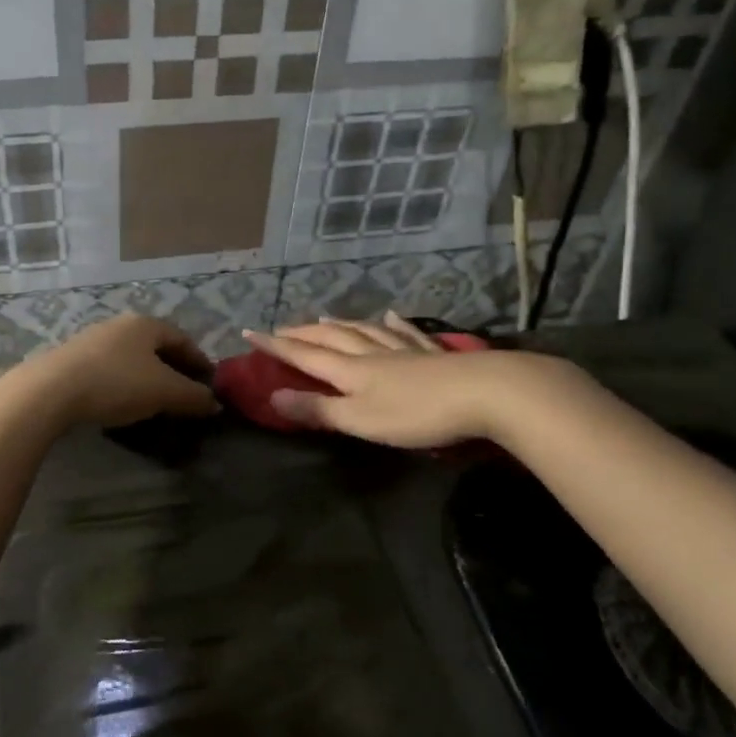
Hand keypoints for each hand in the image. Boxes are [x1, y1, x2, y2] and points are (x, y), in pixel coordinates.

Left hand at [0, 313, 220, 429]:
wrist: (51, 391)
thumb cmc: (117, 383)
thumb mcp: (164, 392)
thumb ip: (193, 396)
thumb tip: (215, 403)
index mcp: (146, 324)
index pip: (182, 339)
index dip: (199, 361)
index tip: (209, 383)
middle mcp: (119, 324)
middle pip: (155, 346)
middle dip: (173, 369)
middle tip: (184, 393)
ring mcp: (92, 339)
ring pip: (130, 357)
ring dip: (146, 377)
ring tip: (154, 401)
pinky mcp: (71, 360)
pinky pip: (109, 369)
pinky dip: (123, 383)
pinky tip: (121, 402)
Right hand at [242, 312, 523, 448]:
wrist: (485, 394)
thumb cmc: (416, 414)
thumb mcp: (360, 420)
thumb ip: (318, 409)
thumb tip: (273, 395)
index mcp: (351, 370)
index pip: (305, 354)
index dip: (276, 346)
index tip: (250, 333)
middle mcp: (373, 353)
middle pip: (332, 337)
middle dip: (303, 332)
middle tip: (282, 328)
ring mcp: (405, 351)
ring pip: (365, 332)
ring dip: (341, 324)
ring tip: (325, 316)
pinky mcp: (434, 356)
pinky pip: (406, 335)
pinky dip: (393, 325)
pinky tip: (390, 316)